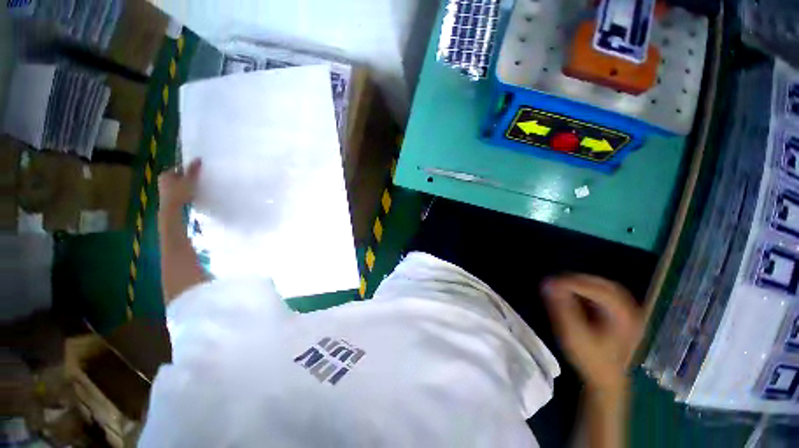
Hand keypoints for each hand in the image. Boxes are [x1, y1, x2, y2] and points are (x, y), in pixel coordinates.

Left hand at [158, 159, 201, 211]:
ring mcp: (163, 189)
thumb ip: (194, 169)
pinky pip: (177, 191)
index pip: (179, 168)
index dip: (189, 171)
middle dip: (187, 178)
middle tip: (197, 182)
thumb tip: (199, 158)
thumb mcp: (190, 180)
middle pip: (178, 176)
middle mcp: (162, 180)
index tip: (197, 175)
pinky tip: (189, 196)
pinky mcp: (167, 197)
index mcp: (166, 173)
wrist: (172, 209)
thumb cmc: (180, 192)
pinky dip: (183, 192)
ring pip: (178, 184)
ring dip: (185, 186)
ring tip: (194, 189)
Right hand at [542, 274, 643, 392]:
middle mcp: (632, 312)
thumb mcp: (573, 335)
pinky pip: (608, 296)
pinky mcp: (624, 317)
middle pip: (606, 286)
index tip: (551, 281)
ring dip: (585, 284)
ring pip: (607, 289)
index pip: (599, 290)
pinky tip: (577, 295)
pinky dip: (591, 291)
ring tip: (565, 286)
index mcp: (624, 317)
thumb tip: (548, 285)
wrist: (607, 381)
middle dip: (580, 280)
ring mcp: (630, 314)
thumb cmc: (590, 359)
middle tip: (558, 281)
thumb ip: (561, 308)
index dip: (574, 283)